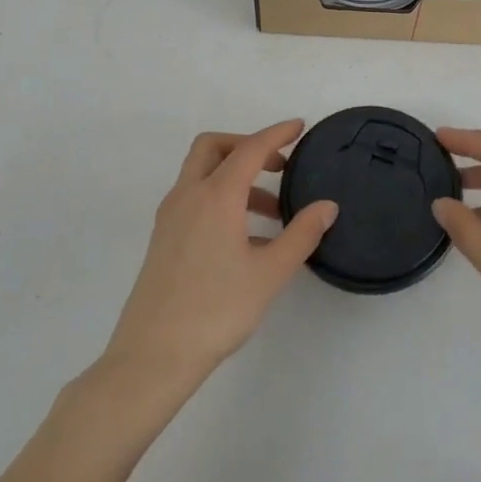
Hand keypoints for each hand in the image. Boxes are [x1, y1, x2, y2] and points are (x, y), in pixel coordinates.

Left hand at [104, 120, 337, 392]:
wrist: (153, 355)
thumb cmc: (217, 310)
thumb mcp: (269, 273)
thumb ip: (301, 234)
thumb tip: (327, 206)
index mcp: (215, 196)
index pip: (250, 149)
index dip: (277, 134)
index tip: (300, 127)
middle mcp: (188, 196)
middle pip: (213, 148)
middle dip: (247, 146)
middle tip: (279, 165)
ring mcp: (171, 217)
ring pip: (202, 174)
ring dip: (236, 177)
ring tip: (273, 211)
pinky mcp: (164, 238)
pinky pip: (195, 199)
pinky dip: (221, 198)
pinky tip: (247, 237)